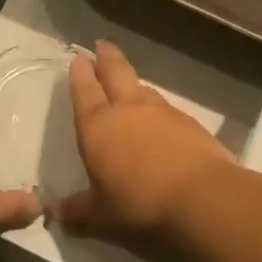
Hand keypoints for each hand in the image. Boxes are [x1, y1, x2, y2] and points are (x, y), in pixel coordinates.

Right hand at [57, 40, 235, 248]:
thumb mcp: (102, 216)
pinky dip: (159, 109)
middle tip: (103, 45)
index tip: (79, 58)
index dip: (81, 74)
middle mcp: (128, 110)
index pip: (85, 91)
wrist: (202, 199)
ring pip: (144, 88)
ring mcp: (163, 113)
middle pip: (116, 73)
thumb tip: (58, 214)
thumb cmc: (139, 204)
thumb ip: (79, 211)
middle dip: (108, 58)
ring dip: (134, 83)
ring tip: (130, 83)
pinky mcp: (191, 124)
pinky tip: (161, 120)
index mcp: (97, 126)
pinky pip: (168, 109)